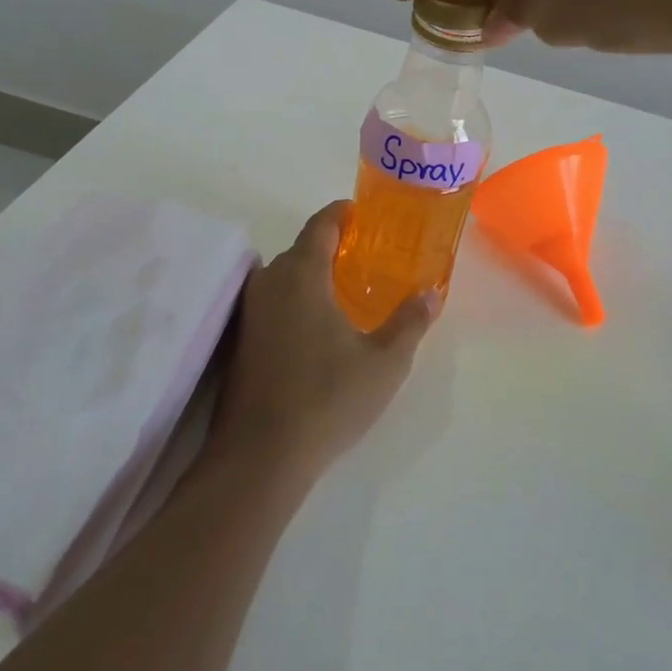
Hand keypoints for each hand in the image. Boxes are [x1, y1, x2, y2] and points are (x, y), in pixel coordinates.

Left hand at [210, 203, 433, 480]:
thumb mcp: (384, 362)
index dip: (344, 214)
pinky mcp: (240, 340)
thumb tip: (431, 294)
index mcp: (301, 272)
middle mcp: (269, 280)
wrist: (259, 457)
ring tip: (346, 293)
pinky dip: (296, 301)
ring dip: (314, 277)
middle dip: (334, 248)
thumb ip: (410, 322)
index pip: (321, 223)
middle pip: (302, 248)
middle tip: (368, 260)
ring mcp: (249, 311)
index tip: (366, 216)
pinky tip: (317, 329)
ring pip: (285, 277)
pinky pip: (273, 301)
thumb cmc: (327, 398)